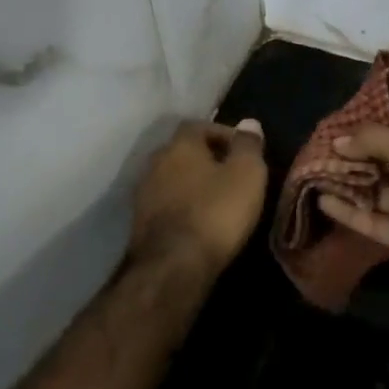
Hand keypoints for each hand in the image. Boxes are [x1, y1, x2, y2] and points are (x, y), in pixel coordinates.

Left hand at [129, 118, 267, 279]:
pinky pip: (166, 203)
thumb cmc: (216, 212)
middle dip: (207, 159)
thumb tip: (249, 122)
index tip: (245, 151)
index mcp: (180, 145)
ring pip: (173, 178)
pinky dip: (183, 206)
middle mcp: (155, 162)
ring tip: (218, 199)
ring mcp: (143, 193)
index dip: (224, 134)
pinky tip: (199, 221)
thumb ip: (248, 145)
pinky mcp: (139, 223)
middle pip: (184, 151)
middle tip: (233, 174)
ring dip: (193, 184)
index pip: (200, 125)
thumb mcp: (247, 174)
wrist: (173, 266)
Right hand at [317, 117, 388, 307]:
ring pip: (373, 191)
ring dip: (345, 183)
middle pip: (381, 160)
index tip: (335, 127)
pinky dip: (348, 212)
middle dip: (351, 156)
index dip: (368, 128)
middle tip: (314, 151)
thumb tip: (339, 140)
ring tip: (309, 174)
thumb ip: (373, 140)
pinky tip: (321, 201)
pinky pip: (371, 221)